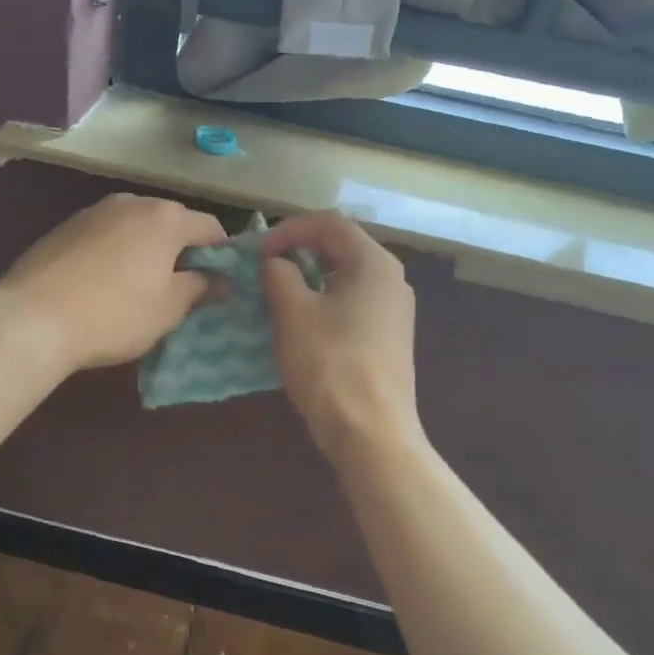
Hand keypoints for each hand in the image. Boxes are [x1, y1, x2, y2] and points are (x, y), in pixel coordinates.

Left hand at [0, 193, 226, 371]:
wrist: (33, 317)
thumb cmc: (114, 314)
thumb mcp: (168, 309)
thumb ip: (200, 288)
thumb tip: (221, 280)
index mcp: (165, 219)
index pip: (210, 227)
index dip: (222, 255)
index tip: (221, 282)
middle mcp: (132, 202)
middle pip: (171, 222)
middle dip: (182, 250)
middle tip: (183, 287)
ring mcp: (94, 211)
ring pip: (136, 226)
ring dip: (147, 249)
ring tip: (142, 285)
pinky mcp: (65, 226)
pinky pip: (106, 234)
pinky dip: (116, 251)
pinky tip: (105, 282)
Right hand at [261, 211, 420, 453]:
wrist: (371, 431)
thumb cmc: (329, 363)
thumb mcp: (293, 312)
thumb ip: (279, 275)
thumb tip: (276, 263)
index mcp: (373, 263)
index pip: (329, 223)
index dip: (289, 229)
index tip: (259, 253)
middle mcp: (391, 279)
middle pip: (340, 247)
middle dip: (298, 252)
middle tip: (264, 271)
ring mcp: (394, 311)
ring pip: (345, 278)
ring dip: (308, 279)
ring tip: (276, 297)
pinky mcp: (389, 338)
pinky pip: (352, 304)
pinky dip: (323, 302)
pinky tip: (300, 326)